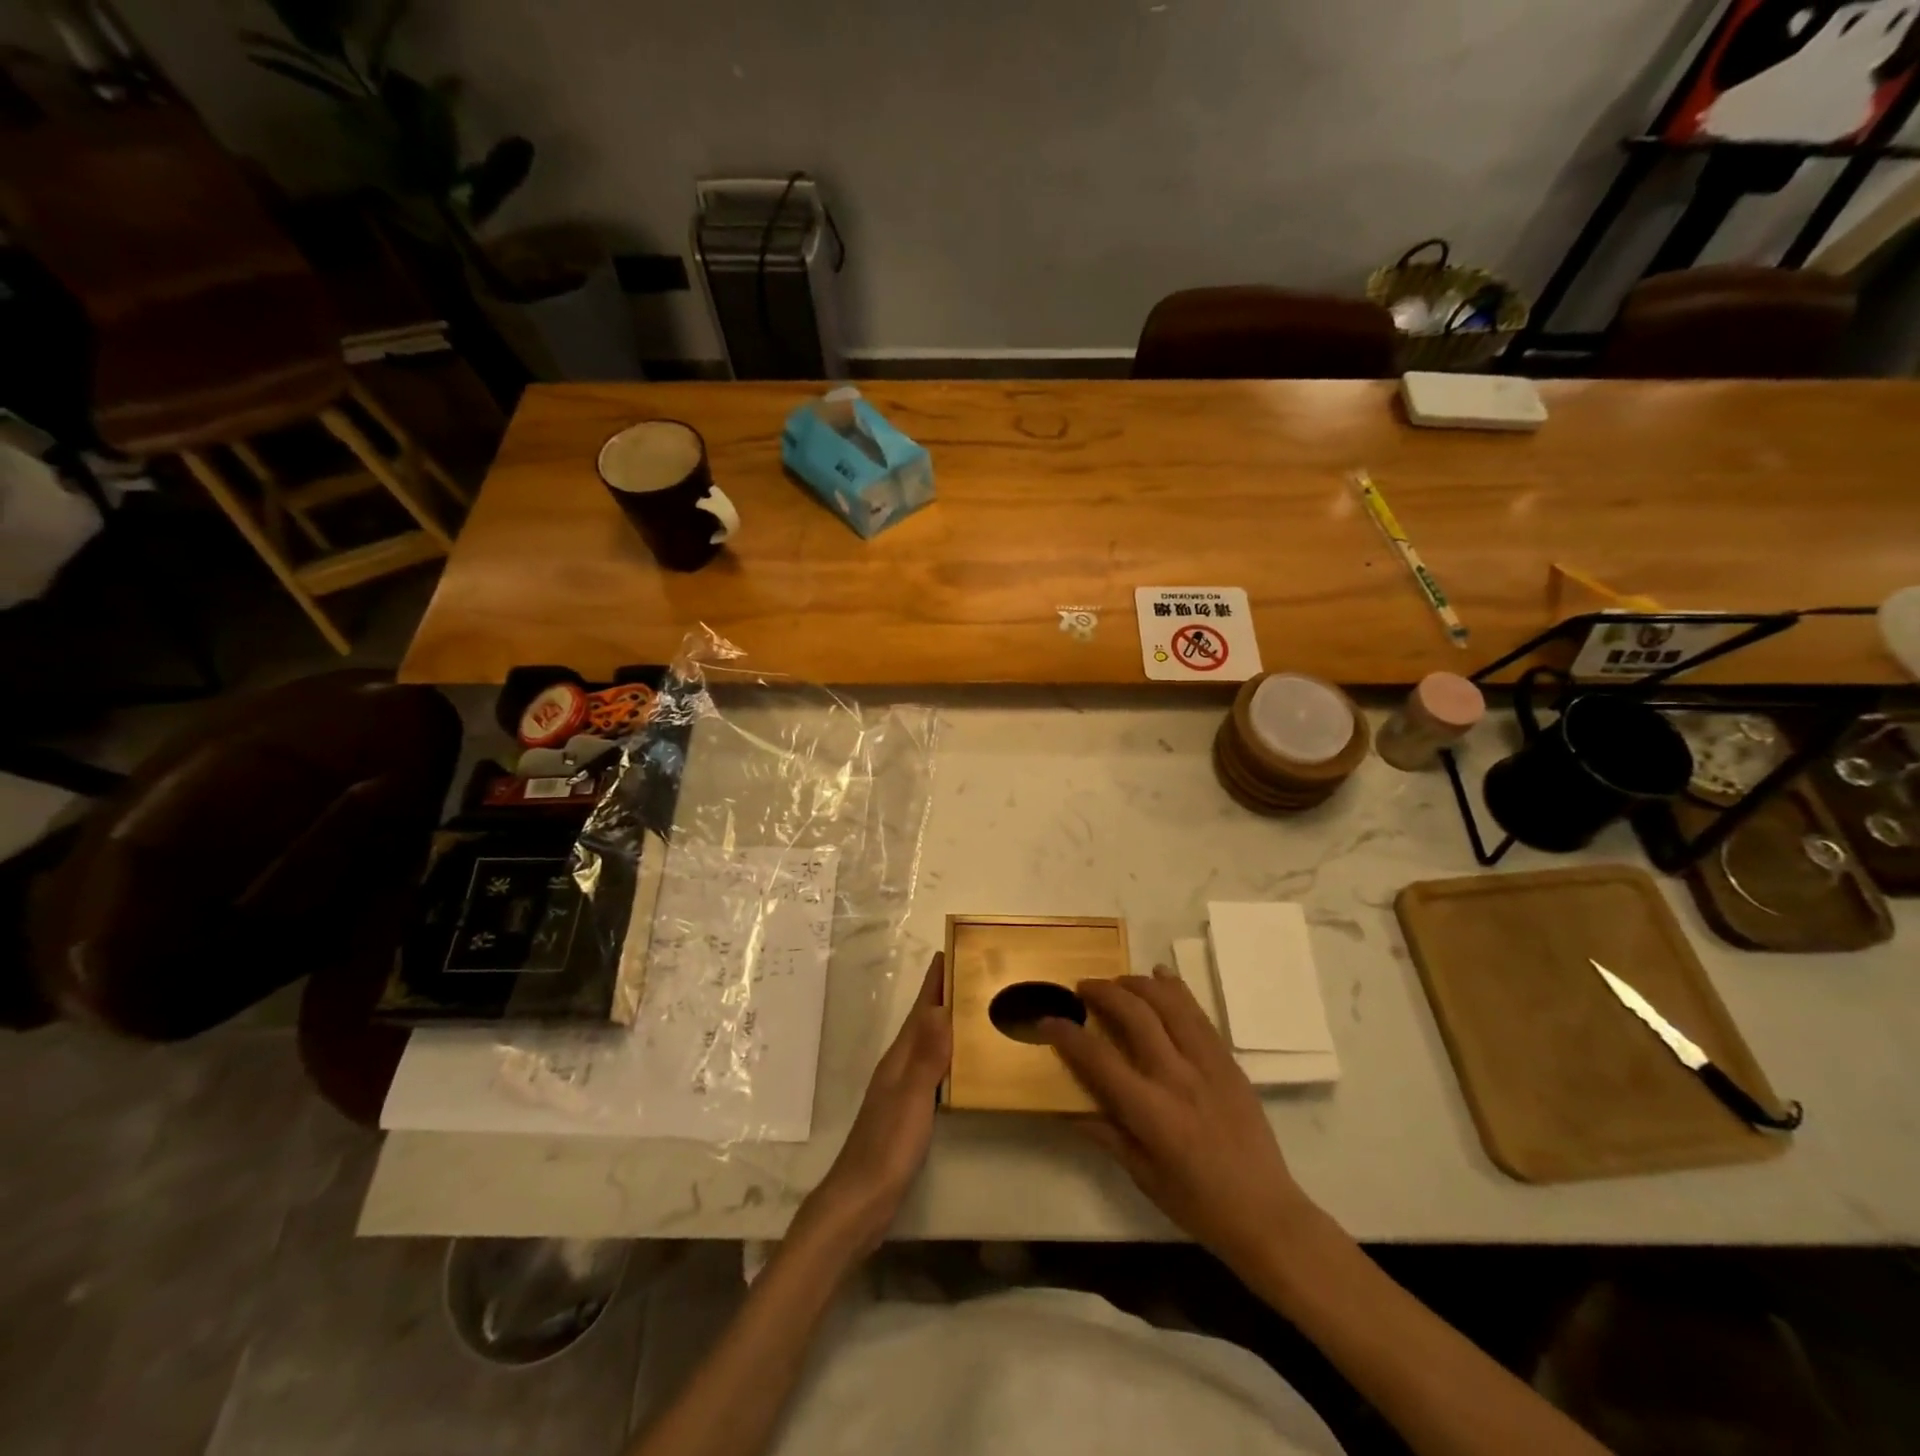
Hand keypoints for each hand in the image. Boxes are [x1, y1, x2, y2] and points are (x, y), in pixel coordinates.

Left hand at [794, 952, 950, 1256]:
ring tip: (975, 1008)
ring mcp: (902, 1089)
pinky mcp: (908, 1112)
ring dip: (948, 1022)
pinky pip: (933, 1069)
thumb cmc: (887, 1146)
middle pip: (925, 1021)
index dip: (935, 980)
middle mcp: (900, 1066)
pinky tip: (963, 1063)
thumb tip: (940, 1007)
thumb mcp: (911, 1098)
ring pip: (929, 1043)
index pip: (921, 1009)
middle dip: (945, 994)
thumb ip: (927, 1056)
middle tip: (975, 972)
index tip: (954, 949)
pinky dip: (949, 1055)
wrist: (860, 1200)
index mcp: (900, 1057)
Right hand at [1041, 968, 1311, 1275]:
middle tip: (1083, 988)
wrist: (1267, 1213)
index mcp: (1153, 1113)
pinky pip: (1199, 1014)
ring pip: (1170, 1004)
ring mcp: (1208, 1065)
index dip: (1068, 1035)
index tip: (1047, 1020)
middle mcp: (1179, 1078)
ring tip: (1118, 981)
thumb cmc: (1198, 1204)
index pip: (1100, 1060)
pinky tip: (1161, 975)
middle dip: (1104, 993)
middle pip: (1136, 1016)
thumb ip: (1107, 1134)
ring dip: (1139, 983)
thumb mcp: (1143, 1176)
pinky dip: (1176, 989)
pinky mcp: (1229, 1061)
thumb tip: (1070, 1109)